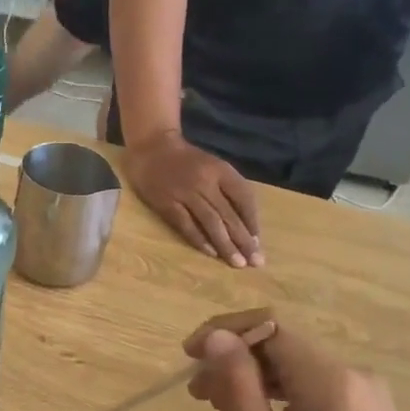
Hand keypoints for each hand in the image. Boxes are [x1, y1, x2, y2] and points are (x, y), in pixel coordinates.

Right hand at [124, 130, 263, 266]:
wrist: (151, 147)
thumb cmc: (185, 159)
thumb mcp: (212, 165)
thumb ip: (227, 187)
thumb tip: (243, 220)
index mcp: (221, 170)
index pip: (243, 198)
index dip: (252, 221)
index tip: (257, 242)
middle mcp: (205, 182)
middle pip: (229, 215)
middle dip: (243, 240)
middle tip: (255, 262)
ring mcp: (184, 193)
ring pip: (210, 222)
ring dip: (225, 244)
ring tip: (237, 262)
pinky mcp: (166, 203)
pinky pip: (186, 224)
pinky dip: (199, 239)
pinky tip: (210, 252)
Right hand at [186, 322, 409, 410]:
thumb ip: (234, 384)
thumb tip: (216, 336)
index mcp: (331, 379)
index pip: (269, 326)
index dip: (223, 332)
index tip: (187, 357)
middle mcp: (358, 379)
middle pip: (284, 347)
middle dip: (235, 360)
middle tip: (197, 393)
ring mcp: (371, 403)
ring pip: (299, 371)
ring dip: (255, 380)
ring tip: (219, 409)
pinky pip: (317, 393)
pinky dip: (281, 398)